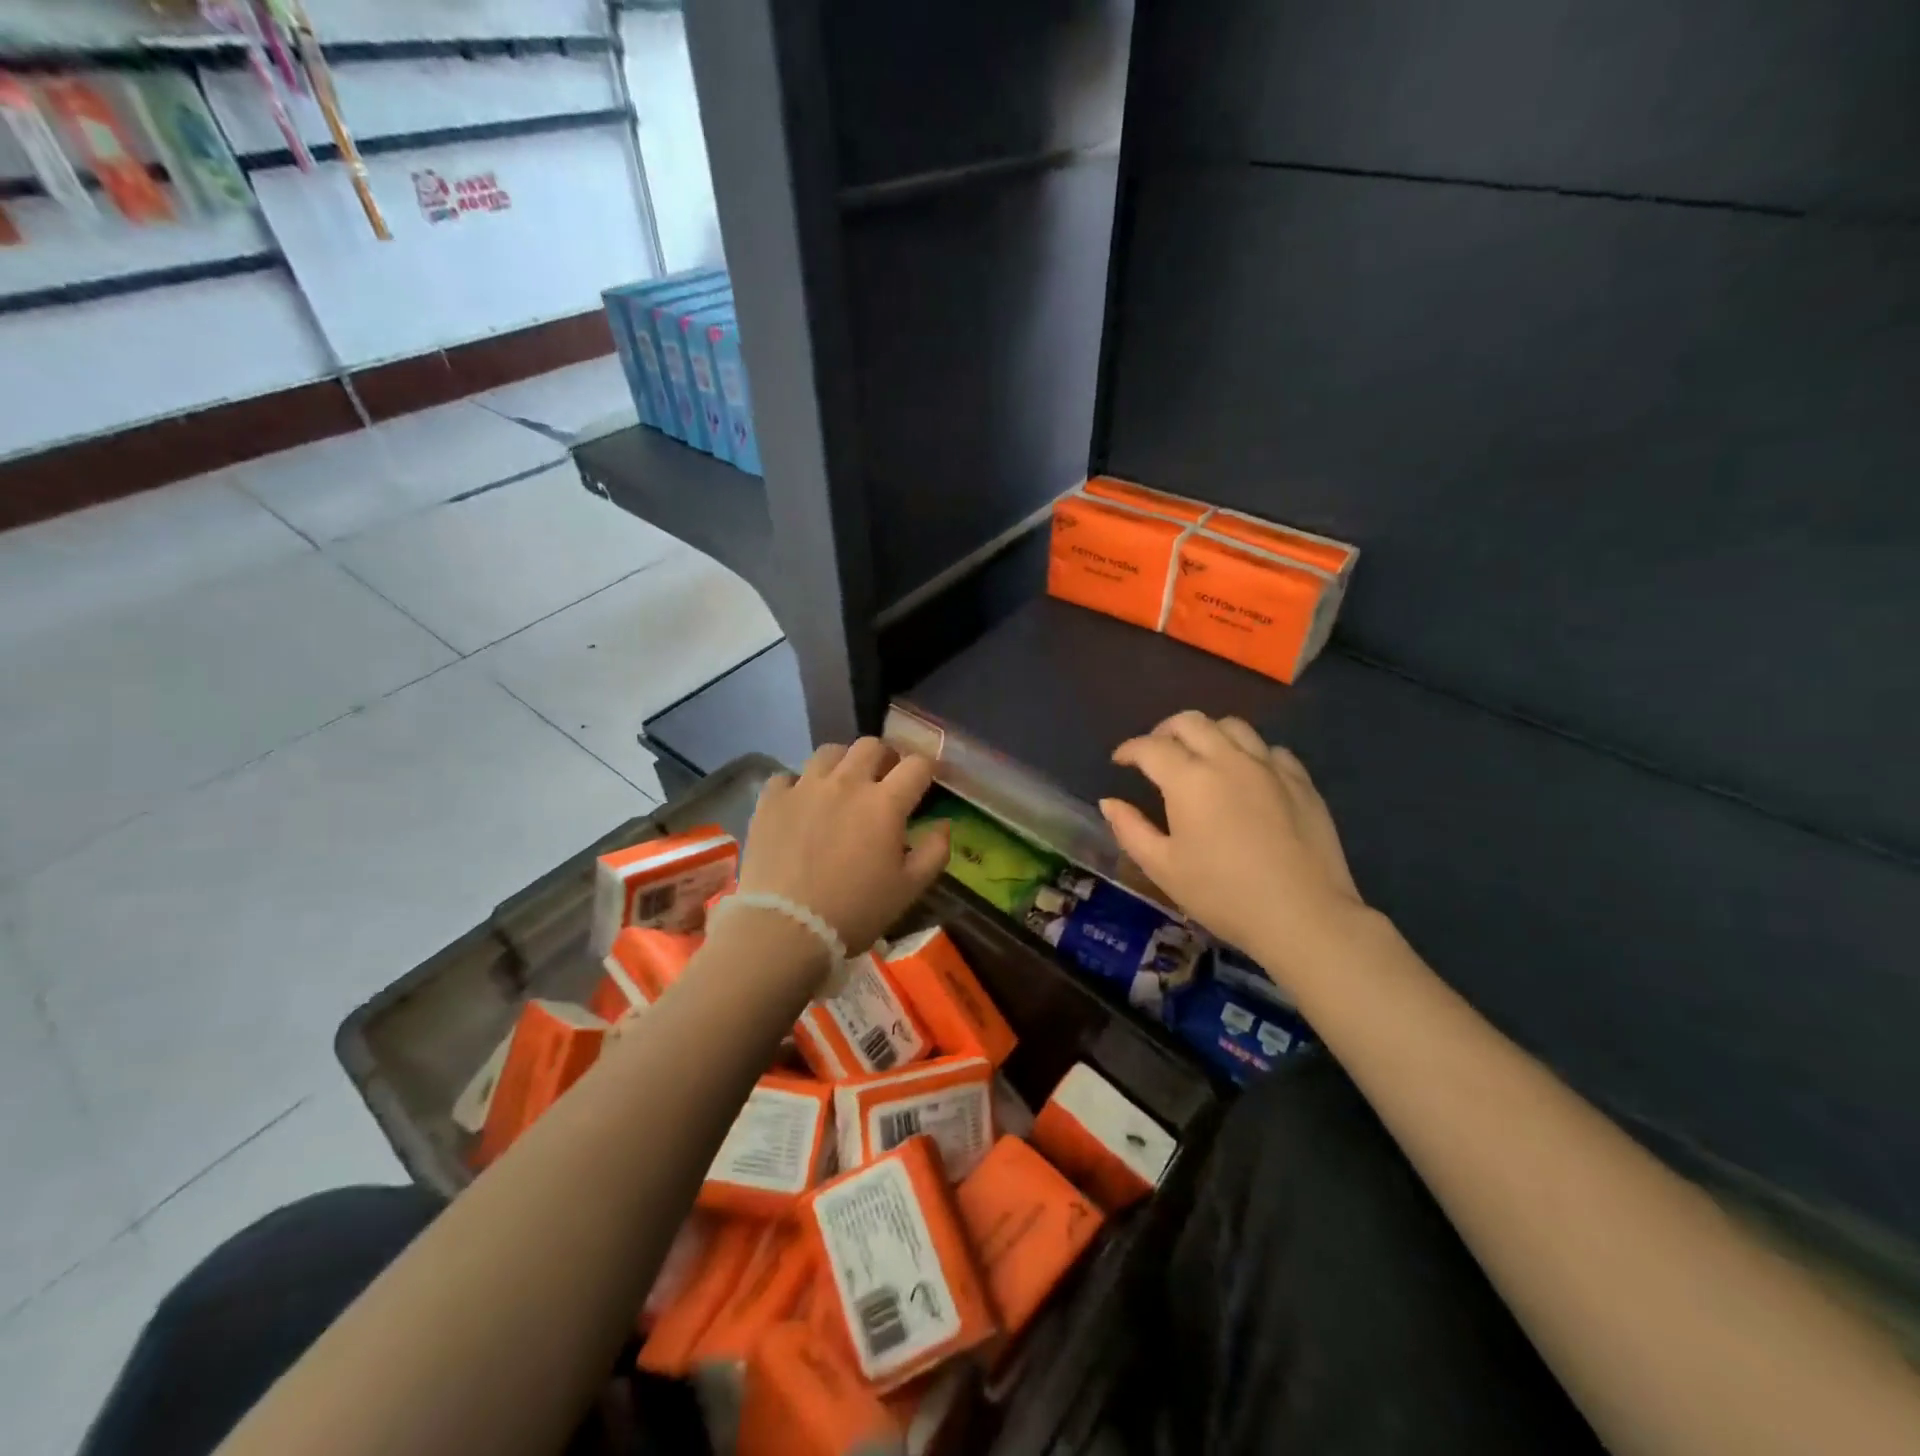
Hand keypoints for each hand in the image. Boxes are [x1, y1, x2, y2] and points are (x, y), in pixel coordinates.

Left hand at [734, 739, 950, 957]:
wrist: (784, 929)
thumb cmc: (855, 912)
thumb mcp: (909, 890)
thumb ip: (934, 852)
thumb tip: (942, 824)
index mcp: (885, 803)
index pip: (917, 765)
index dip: (926, 768)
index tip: (926, 780)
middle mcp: (846, 783)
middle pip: (871, 746)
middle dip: (885, 758)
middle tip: (884, 780)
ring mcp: (804, 787)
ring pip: (829, 751)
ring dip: (843, 763)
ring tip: (842, 785)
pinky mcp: (771, 800)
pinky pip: (787, 776)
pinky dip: (798, 785)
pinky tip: (800, 804)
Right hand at [1099, 711, 1365, 984]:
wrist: (1303, 915)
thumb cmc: (1223, 894)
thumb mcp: (1163, 868)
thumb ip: (1130, 830)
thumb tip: (1110, 802)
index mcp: (1189, 779)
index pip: (1150, 747)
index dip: (1129, 750)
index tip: (1120, 761)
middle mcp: (1228, 759)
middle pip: (1191, 722)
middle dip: (1164, 731)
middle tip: (1156, 754)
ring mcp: (1269, 767)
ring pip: (1233, 726)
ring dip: (1208, 734)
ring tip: (1201, 757)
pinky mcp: (1301, 781)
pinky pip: (1270, 750)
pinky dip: (1249, 753)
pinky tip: (1247, 776)